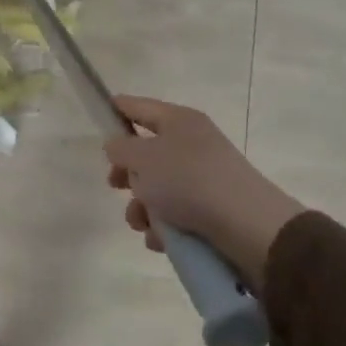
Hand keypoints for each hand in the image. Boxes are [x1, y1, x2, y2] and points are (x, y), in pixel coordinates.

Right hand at [104, 96, 304, 288]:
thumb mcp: (142, 158)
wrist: (248, 226)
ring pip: (159, 187)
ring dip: (142, 207)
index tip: (98, 115)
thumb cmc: (188, 180)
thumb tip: (117, 145)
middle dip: (127, 173)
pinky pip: (177, 213)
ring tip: (142, 223)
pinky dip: (164, 226)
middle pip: (147, 152)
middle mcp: (193, 143)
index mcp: (178, 120)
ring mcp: (205, 176)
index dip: (116, 109)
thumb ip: (120, 148)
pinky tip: (161, 239)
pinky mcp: (214, 209)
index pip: (139, 106)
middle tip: (115, 185)